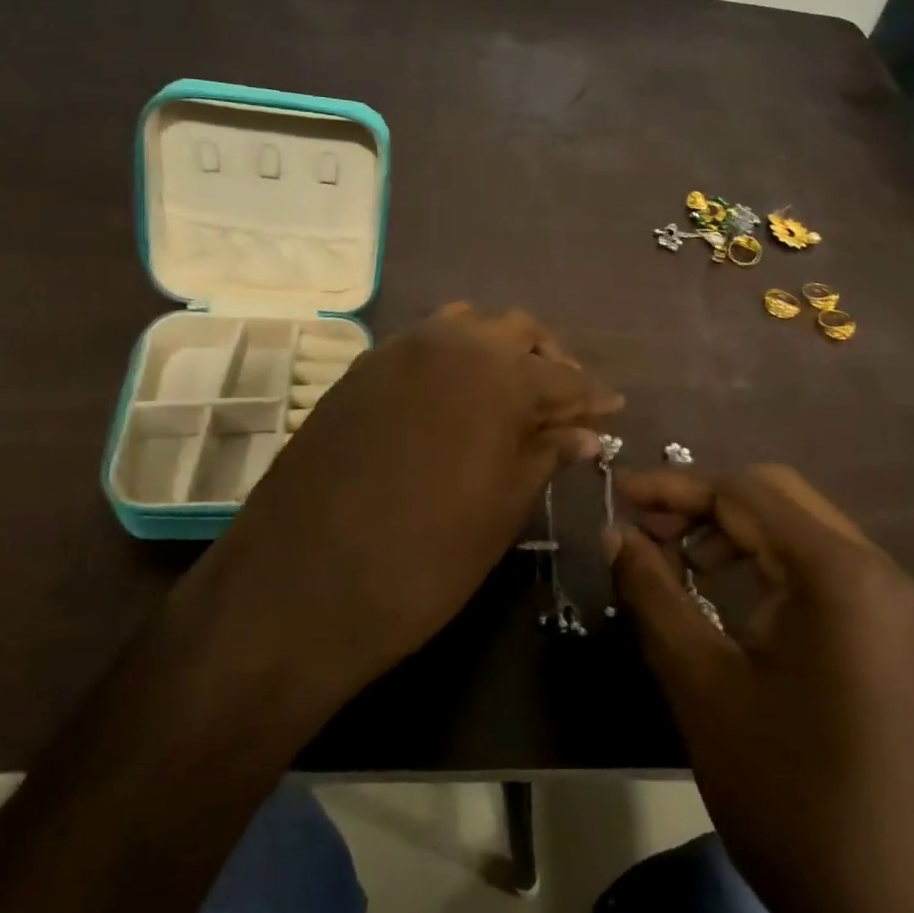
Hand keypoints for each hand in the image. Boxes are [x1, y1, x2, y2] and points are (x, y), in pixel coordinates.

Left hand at [174, 304, 621, 724]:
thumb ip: (546, 455)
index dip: (592, 395)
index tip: (613, 409)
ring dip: (497, 350)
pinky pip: (421, 345)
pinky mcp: (360, 369)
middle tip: (565, 403)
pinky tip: (455, 400)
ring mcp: (397, 350)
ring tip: (510, 395)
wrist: (301, 585)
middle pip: (516, 332)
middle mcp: (449, 342)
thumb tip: (584, 432)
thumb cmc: (424, 558)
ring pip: (465, 327)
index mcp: (498, 374)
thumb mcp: (503, 510)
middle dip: (549, 361)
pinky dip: (452, 361)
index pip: (563, 375)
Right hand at [612, 464, 913, 912]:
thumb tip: (615, 532)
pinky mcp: (890, 633)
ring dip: (733, 531)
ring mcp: (890, 602)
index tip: (618, 496)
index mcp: (836, 573)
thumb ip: (653, 593)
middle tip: (647, 532)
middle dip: (703, 503)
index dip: (674, 488)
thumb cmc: (789, 795)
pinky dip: (764, 563)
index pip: (742, 492)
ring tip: (679, 566)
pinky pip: (818, 567)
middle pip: (774, 495)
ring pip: (797, 528)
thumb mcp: (701, 685)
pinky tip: (726, 597)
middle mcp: (874, 569)